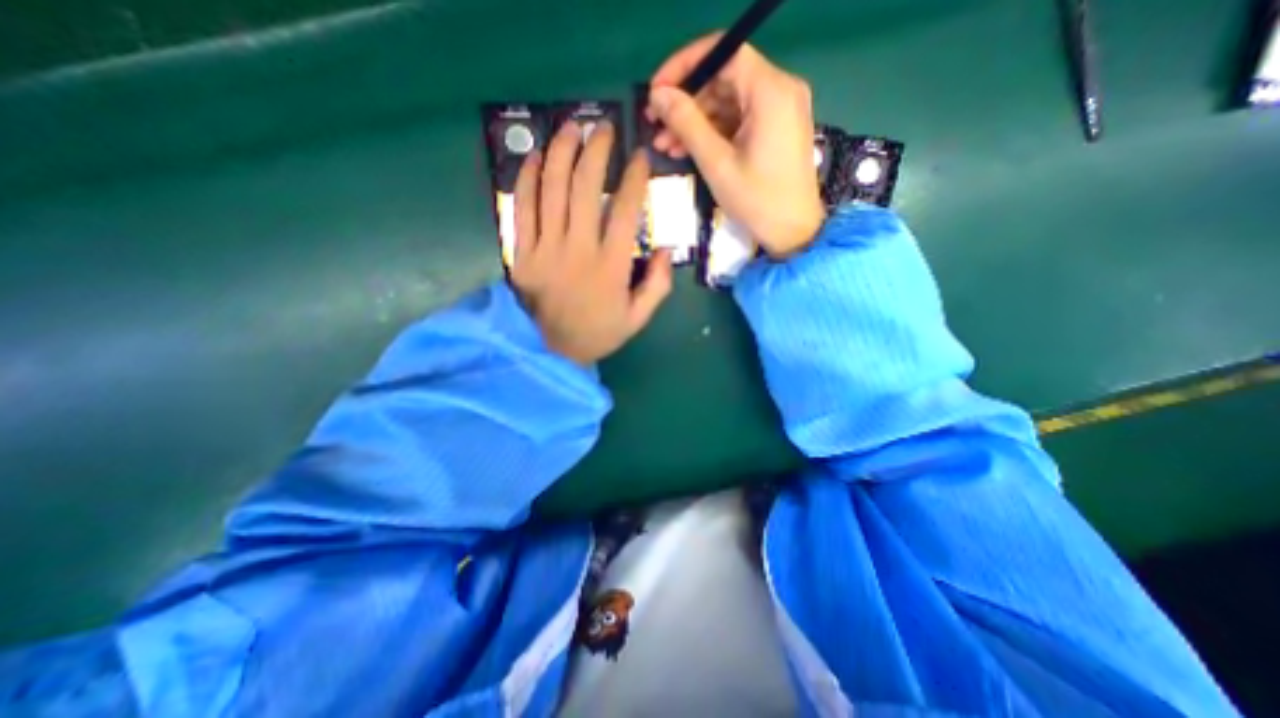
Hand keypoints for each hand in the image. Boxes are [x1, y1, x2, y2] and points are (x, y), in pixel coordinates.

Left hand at [515, 121, 679, 363]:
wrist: (552, 351)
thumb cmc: (598, 333)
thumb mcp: (638, 318)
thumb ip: (658, 285)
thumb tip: (666, 249)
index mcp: (611, 267)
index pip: (626, 211)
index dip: (635, 178)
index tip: (639, 157)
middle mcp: (579, 250)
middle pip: (586, 188)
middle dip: (597, 151)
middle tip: (604, 128)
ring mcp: (546, 249)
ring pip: (552, 189)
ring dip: (563, 152)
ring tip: (572, 127)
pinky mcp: (522, 253)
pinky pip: (523, 208)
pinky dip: (529, 178)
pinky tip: (537, 156)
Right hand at [651, 35, 829, 256]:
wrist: (793, 232)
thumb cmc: (757, 200)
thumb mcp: (717, 163)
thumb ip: (686, 124)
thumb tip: (657, 95)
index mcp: (770, 91)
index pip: (724, 52)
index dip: (685, 66)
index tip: (656, 91)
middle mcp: (779, 90)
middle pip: (724, 78)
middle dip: (686, 101)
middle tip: (655, 125)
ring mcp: (779, 110)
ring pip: (728, 102)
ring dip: (694, 121)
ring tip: (664, 145)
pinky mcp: (775, 128)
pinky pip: (738, 120)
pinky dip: (712, 132)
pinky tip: (687, 150)